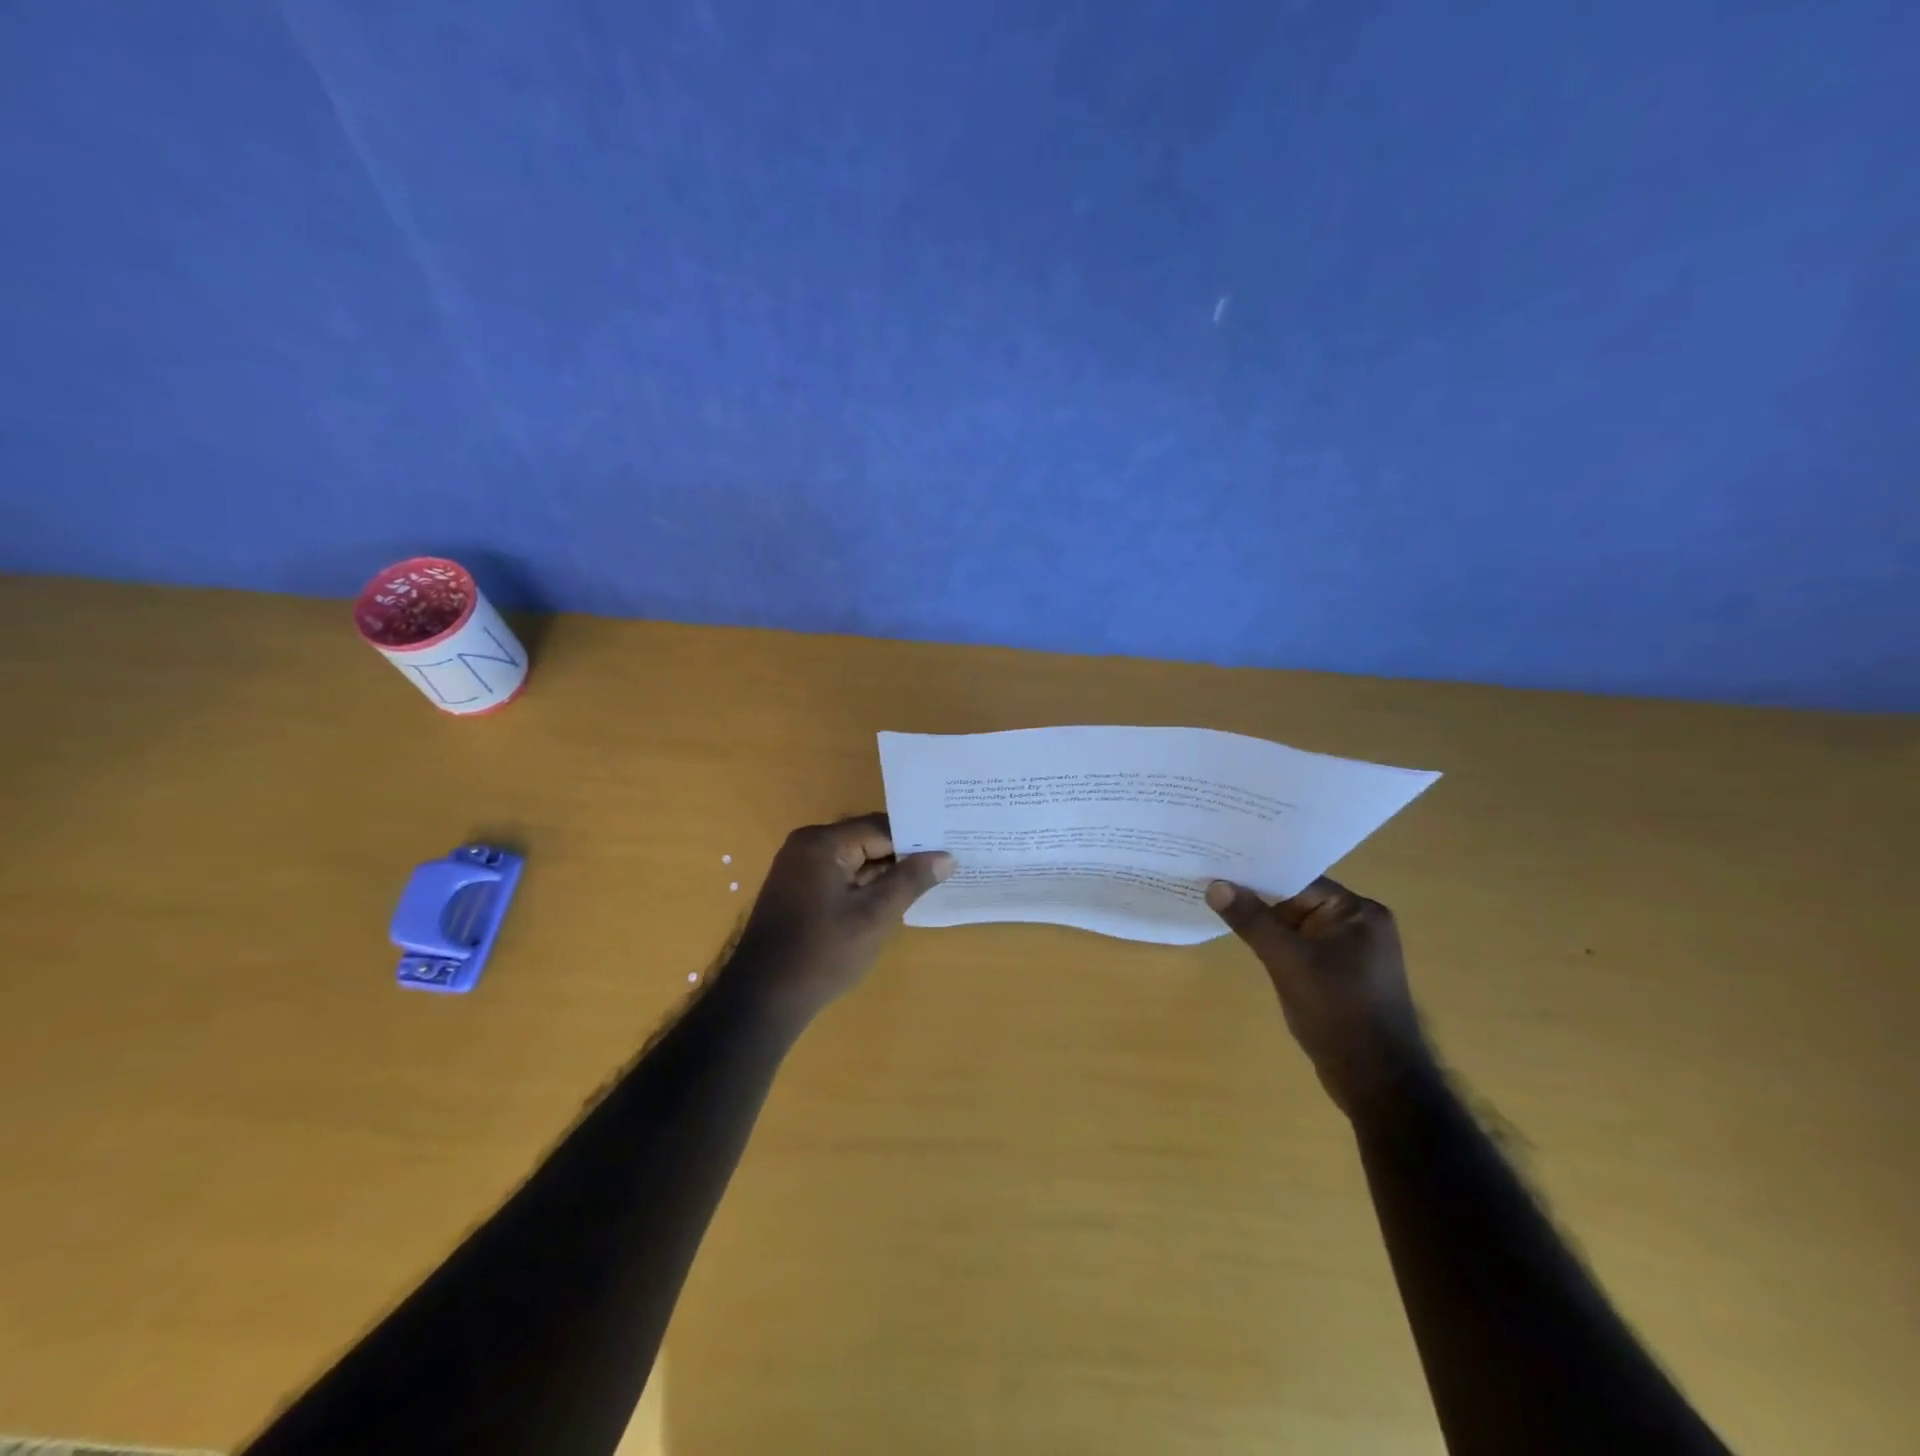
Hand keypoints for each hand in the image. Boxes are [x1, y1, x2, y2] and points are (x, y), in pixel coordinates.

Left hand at [731, 814, 955, 1018]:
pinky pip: (840, 874)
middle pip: (866, 839)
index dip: (916, 839)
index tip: (950, 847)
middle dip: (902, 854)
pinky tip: (891, 897)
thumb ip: (910, 881)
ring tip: (927, 879)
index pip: (880, 827)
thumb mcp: (874, 916)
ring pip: (854, 858)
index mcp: (822, 843)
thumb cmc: (822, 953)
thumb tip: (946, 856)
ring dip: (884, 871)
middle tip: (945, 862)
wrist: (763, 999)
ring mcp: (798, 867)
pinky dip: (864, 883)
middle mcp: (807, 845)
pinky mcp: (797, 889)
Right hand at [1207, 876, 1430, 1115]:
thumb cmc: (1339, 1012)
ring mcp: (1349, 953)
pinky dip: (1274, 944)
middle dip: (1256, 897)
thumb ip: (1252, 920)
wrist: (1377, 1083)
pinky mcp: (1338, 977)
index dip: (1259, 873)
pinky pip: (1299, 948)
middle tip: (1210, 881)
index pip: (1300, 880)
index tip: (1219, 865)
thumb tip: (1215, 885)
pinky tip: (1243, 939)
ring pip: (1294, 926)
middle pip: (1296, 901)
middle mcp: (1359, 926)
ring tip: (1216, 904)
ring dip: (1262, 923)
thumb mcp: (1288, 961)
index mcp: (1360, 913)